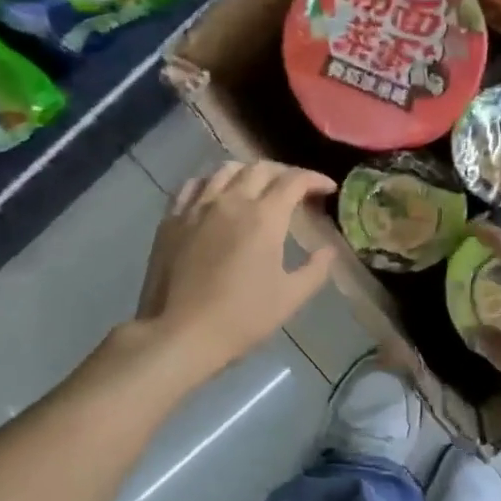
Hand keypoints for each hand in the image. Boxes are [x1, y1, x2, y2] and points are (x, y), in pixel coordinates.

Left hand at [134, 160, 336, 381]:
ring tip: (257, 187)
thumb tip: (329, 250)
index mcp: (264, 217)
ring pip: (225, 170)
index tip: (328, 189)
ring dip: (248, 172)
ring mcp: (197, 207)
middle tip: (296, 189)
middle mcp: (231, 201)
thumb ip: (315, 269)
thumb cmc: (241, 317)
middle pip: (261, 168)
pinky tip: (216, 195)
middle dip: (284, 173)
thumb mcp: (290, 298)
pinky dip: (212, 182)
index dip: (315, 179)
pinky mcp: (172, 219)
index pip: (294, 181)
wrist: (180, 333)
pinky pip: (193, 185)